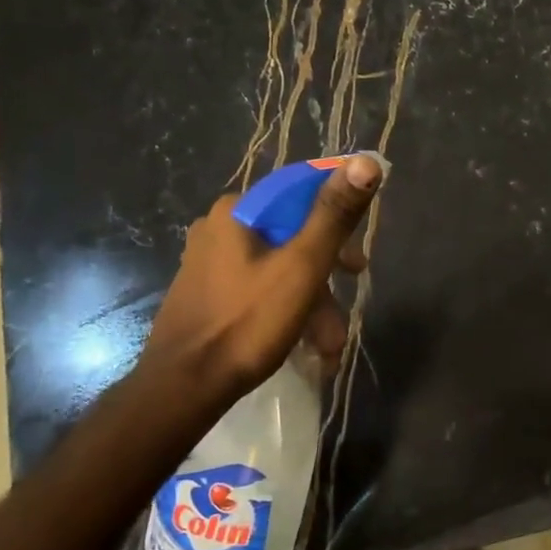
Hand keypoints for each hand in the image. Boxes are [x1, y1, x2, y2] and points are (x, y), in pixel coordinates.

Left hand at [139, 155, 382, 400]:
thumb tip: (366, 162)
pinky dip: (287, 310)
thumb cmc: (247, 322)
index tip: (357, 252)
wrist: (184, 387)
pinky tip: (305, 344)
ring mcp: (208, 262)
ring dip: (313, 302)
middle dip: (328, 271)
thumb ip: (334, 214)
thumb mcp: (303, 266)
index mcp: (237, 211)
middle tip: (352, 291)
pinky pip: (259, 289)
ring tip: (330, 344)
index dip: (338, 216)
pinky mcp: (207, 294)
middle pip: (293, 234)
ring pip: (279, 267)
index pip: (301, 191)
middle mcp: (219, 227)